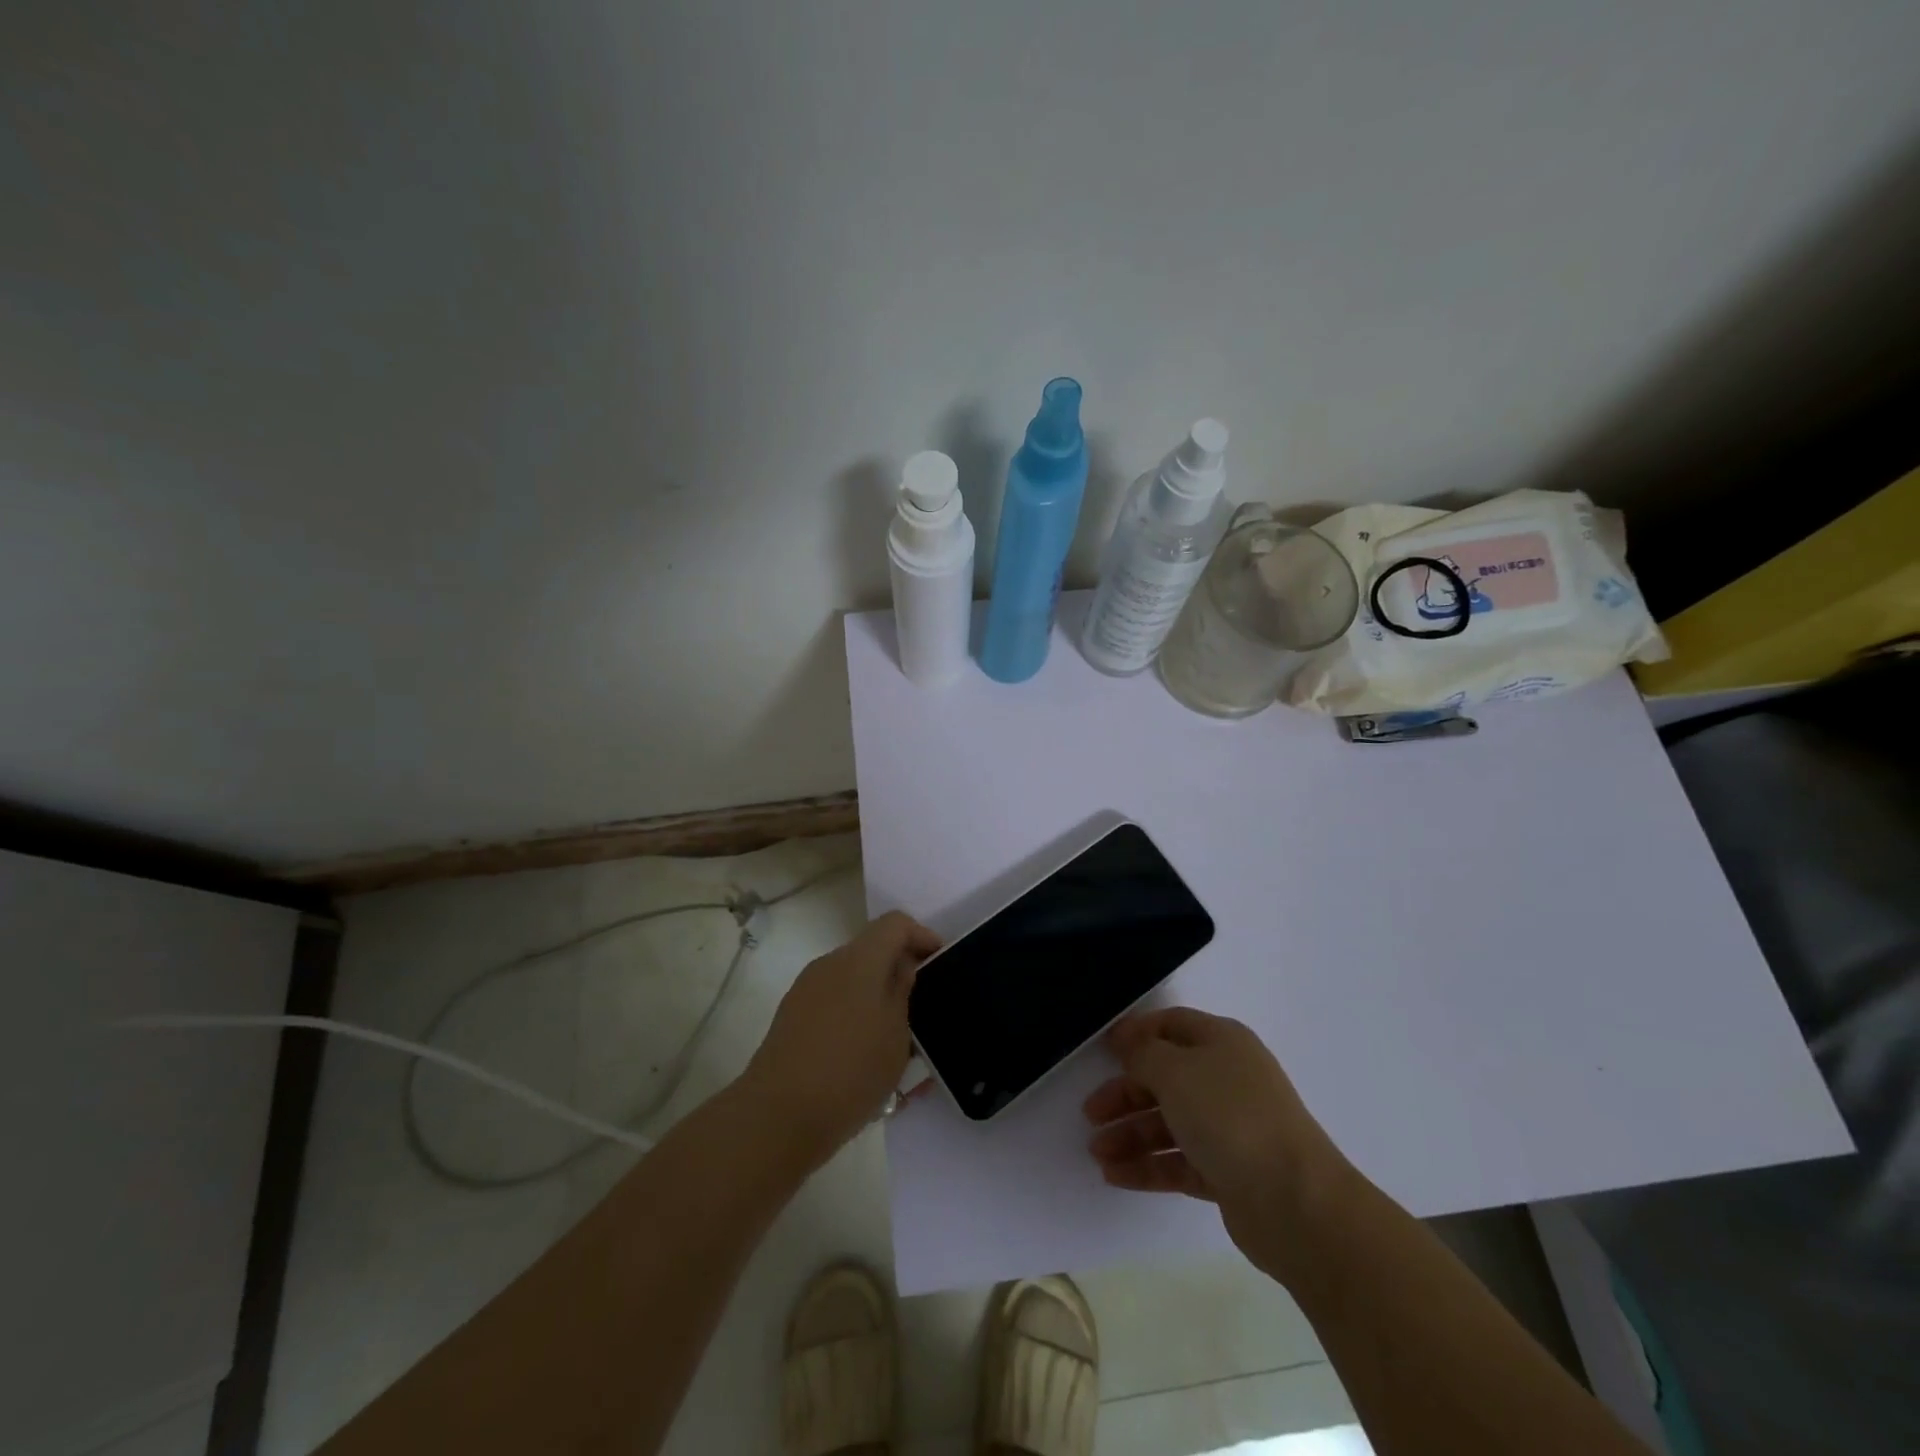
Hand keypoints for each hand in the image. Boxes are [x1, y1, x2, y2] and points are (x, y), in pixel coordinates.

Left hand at [744, 911, 938, 1161]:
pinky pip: (835, 1005)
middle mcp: (829, 964)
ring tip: (899, 1043)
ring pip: (853, 982)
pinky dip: (856, 1019)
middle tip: (924, 1009)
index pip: (895, 924)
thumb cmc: (850, 1070)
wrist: (778, 1117)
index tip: (940, 964)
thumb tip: (903, 966)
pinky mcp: (793, 1019)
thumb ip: (903, 991)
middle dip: (900, 973)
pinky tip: (868, 1060)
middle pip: (872, 952)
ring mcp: (806, 991)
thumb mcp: (896, 1034)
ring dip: (878, 1000)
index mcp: (859, 960)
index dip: (922, 937)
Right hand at [1084, 1007, 1353, 1278]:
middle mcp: (1226, 1079)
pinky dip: (1148, 1166)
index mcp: (1221, 1042)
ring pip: (1169, 1123)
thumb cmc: (1230, 1117)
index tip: (1100, 1050)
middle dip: (1124, 1094)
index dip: (1135, 1034)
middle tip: (1089, 1114)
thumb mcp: (1175, 1071)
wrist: (1296, 1203)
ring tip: (1096, 1153)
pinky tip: (1115, 1176)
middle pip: (1164, 1078)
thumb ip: (1143, 1054)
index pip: (1170, 1025)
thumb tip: (1128, 1043)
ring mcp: (1229, 1127)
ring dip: (1130, 1135)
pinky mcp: (1228, 1172)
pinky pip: (1178, 1161)